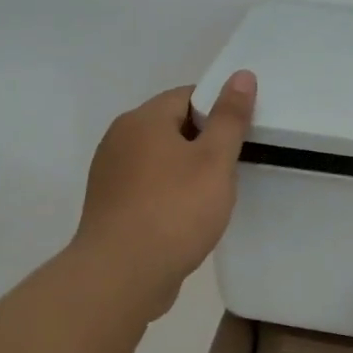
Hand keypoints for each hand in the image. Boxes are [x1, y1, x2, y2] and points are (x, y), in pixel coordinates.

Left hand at [75, 71, 255, 316]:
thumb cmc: (175, 210)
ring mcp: (110, 175)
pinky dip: (169, 194)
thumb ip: (230, 117)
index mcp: (142, 120)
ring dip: (187, 170)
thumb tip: (241, 75)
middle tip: (234, 166)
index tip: (242, 136)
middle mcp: (119, 140)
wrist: (122, 276)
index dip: (219, 110)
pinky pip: (148, 187)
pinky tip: (187, 218)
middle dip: (204, 142)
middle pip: (172, 126)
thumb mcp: (214, 160)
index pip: (187, 95)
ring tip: (214, 195)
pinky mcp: (110, 207)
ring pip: (160, 159)